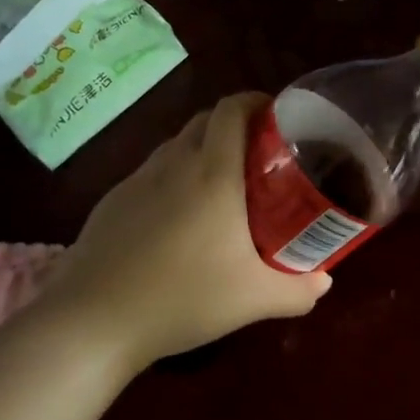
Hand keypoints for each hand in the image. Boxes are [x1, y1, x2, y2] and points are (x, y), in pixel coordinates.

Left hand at [35, 92, 331, 366]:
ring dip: (202, 150)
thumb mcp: (253, 300)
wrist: (95, 318)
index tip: (277, 116)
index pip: (233, 109)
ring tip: (220, 186)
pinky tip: (177, 219)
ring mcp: (138, 179)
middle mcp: (175, 163)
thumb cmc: (183, 298)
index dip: (256, 101)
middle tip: (258, 156)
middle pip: (206, 119)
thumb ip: (298, 290)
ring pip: (176, 145)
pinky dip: (173, 178)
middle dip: (234, 125)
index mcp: (213, 172)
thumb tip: (325, 280)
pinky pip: (152, 173)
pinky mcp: (113, 199)